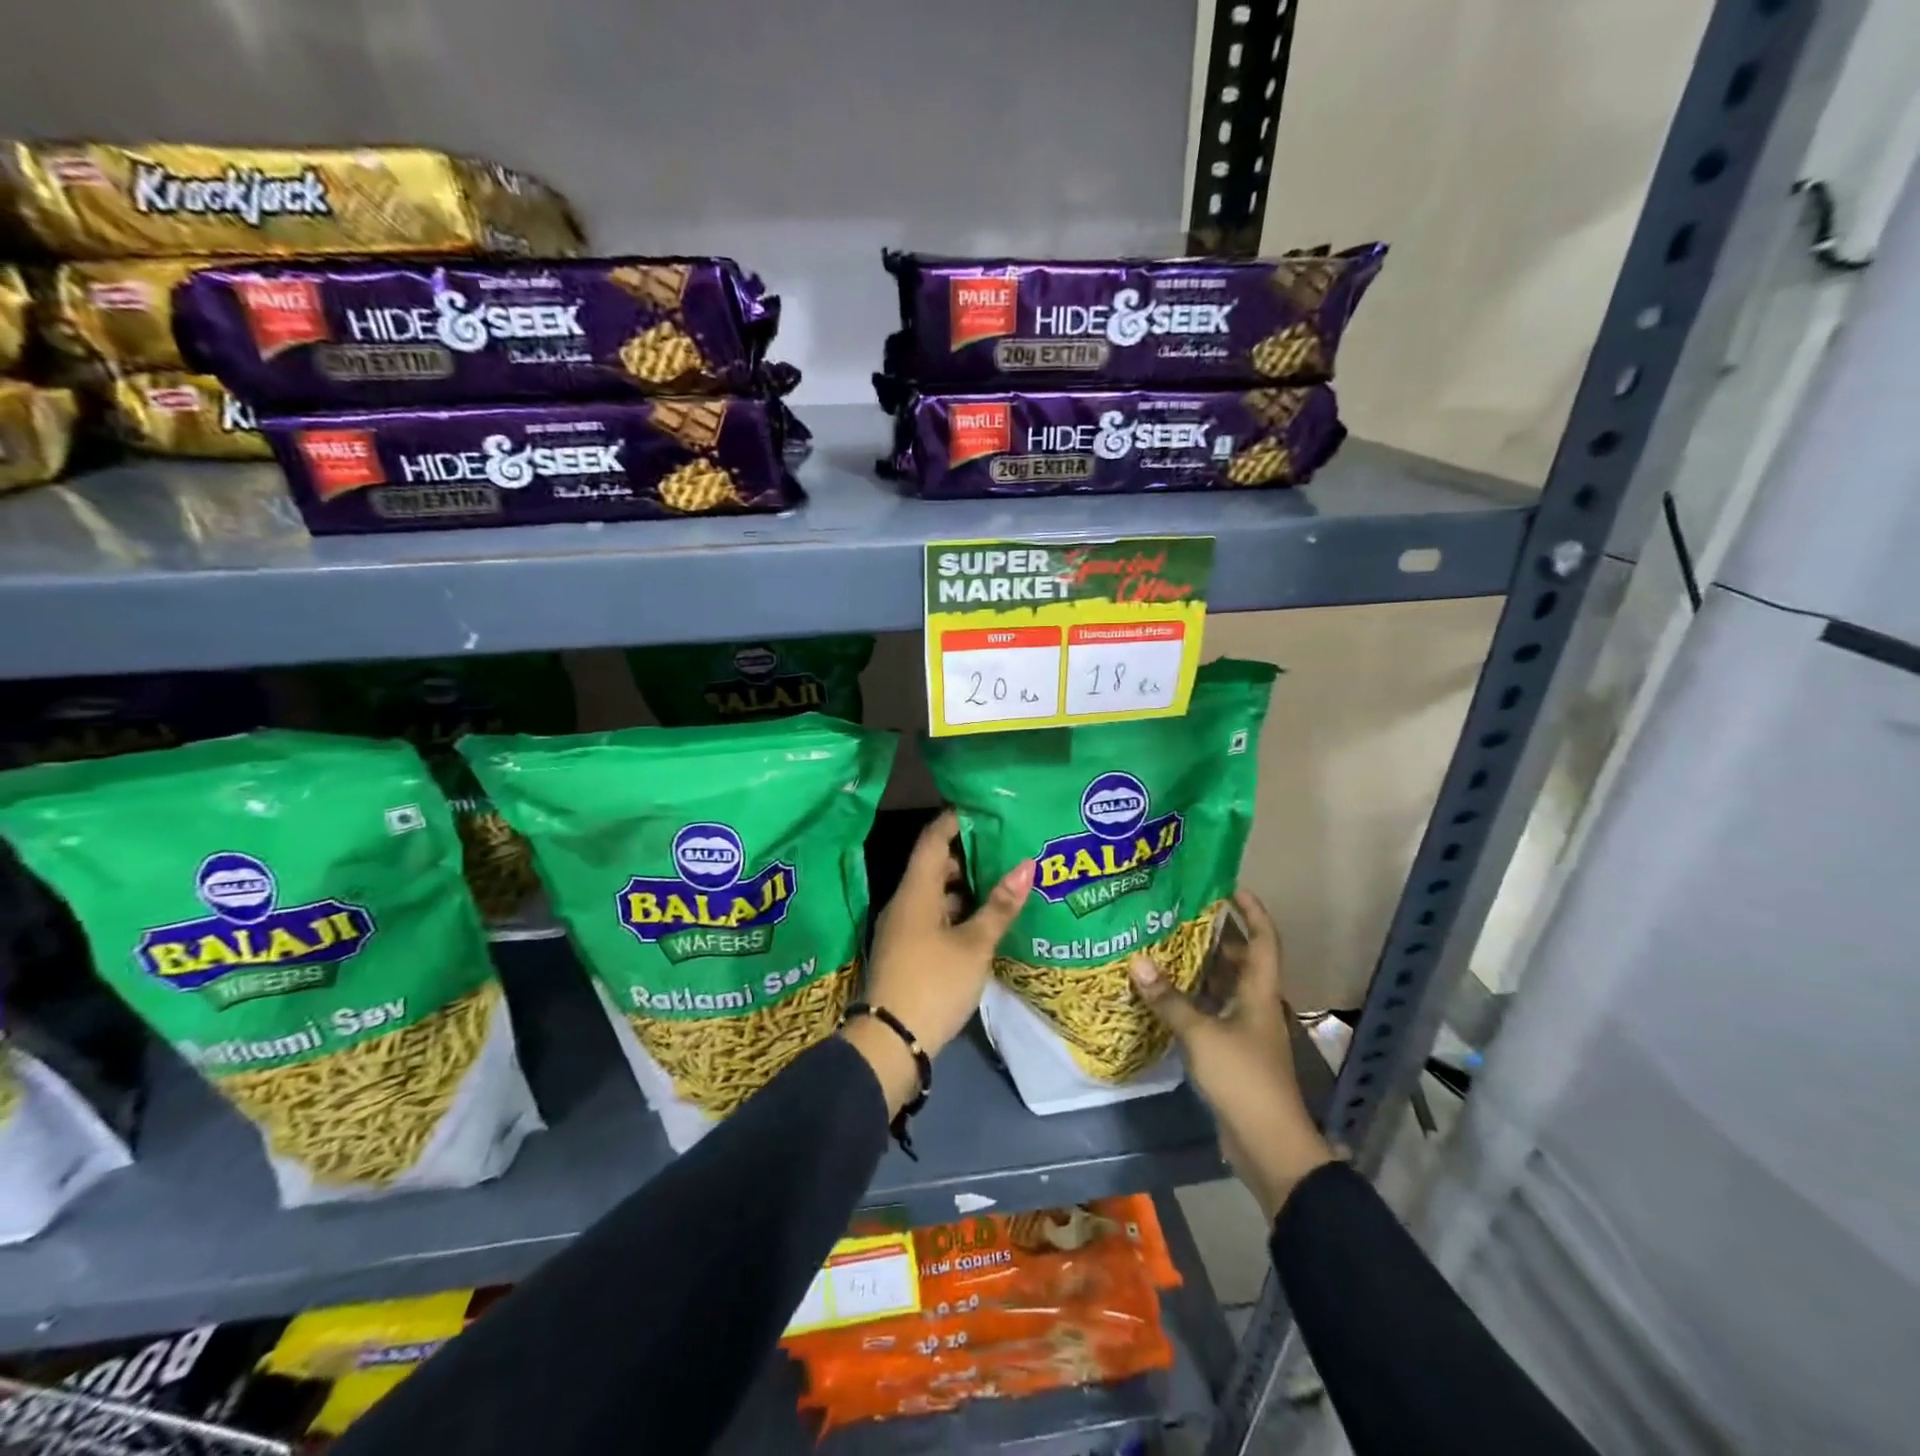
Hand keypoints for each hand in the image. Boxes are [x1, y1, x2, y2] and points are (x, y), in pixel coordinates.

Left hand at [845, 809, 1033, 1114]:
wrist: (891, 1042)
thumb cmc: (934, 983)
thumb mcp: (974, 945)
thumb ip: (1000, 905)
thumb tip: (1027, 864)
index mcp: (915, 891)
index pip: (932, 840)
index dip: (955, 821)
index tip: (984, 811)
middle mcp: (903, 903)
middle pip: (932, 866)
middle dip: (966, 856)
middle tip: (1004, 848)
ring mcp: (901, 929)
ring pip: (933, 894)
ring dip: (963, 887)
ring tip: (1000, 883)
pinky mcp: (906, 951)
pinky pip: (931, 917)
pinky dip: (955, 912)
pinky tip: (982, 922)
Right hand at [1130, 888, 1331, 1221]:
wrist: (1269, 1145)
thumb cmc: (1243, 1079)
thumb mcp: (1201, 1035)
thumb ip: (1169, 999)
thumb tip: (1136, 960)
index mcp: (1259, 992)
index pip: (1264, 940)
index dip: (1252, 911)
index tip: (1230, 886)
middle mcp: (1256, 1005)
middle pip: (1241, 960)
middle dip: (1217, 935)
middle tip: (1181, 912)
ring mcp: (1246, 1031)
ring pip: (1224, 987)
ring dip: (1201, 967)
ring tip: (1166, 944)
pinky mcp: (1233, 1053)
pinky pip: (1212, 1012)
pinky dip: (1193, 999)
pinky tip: (1165, 993)